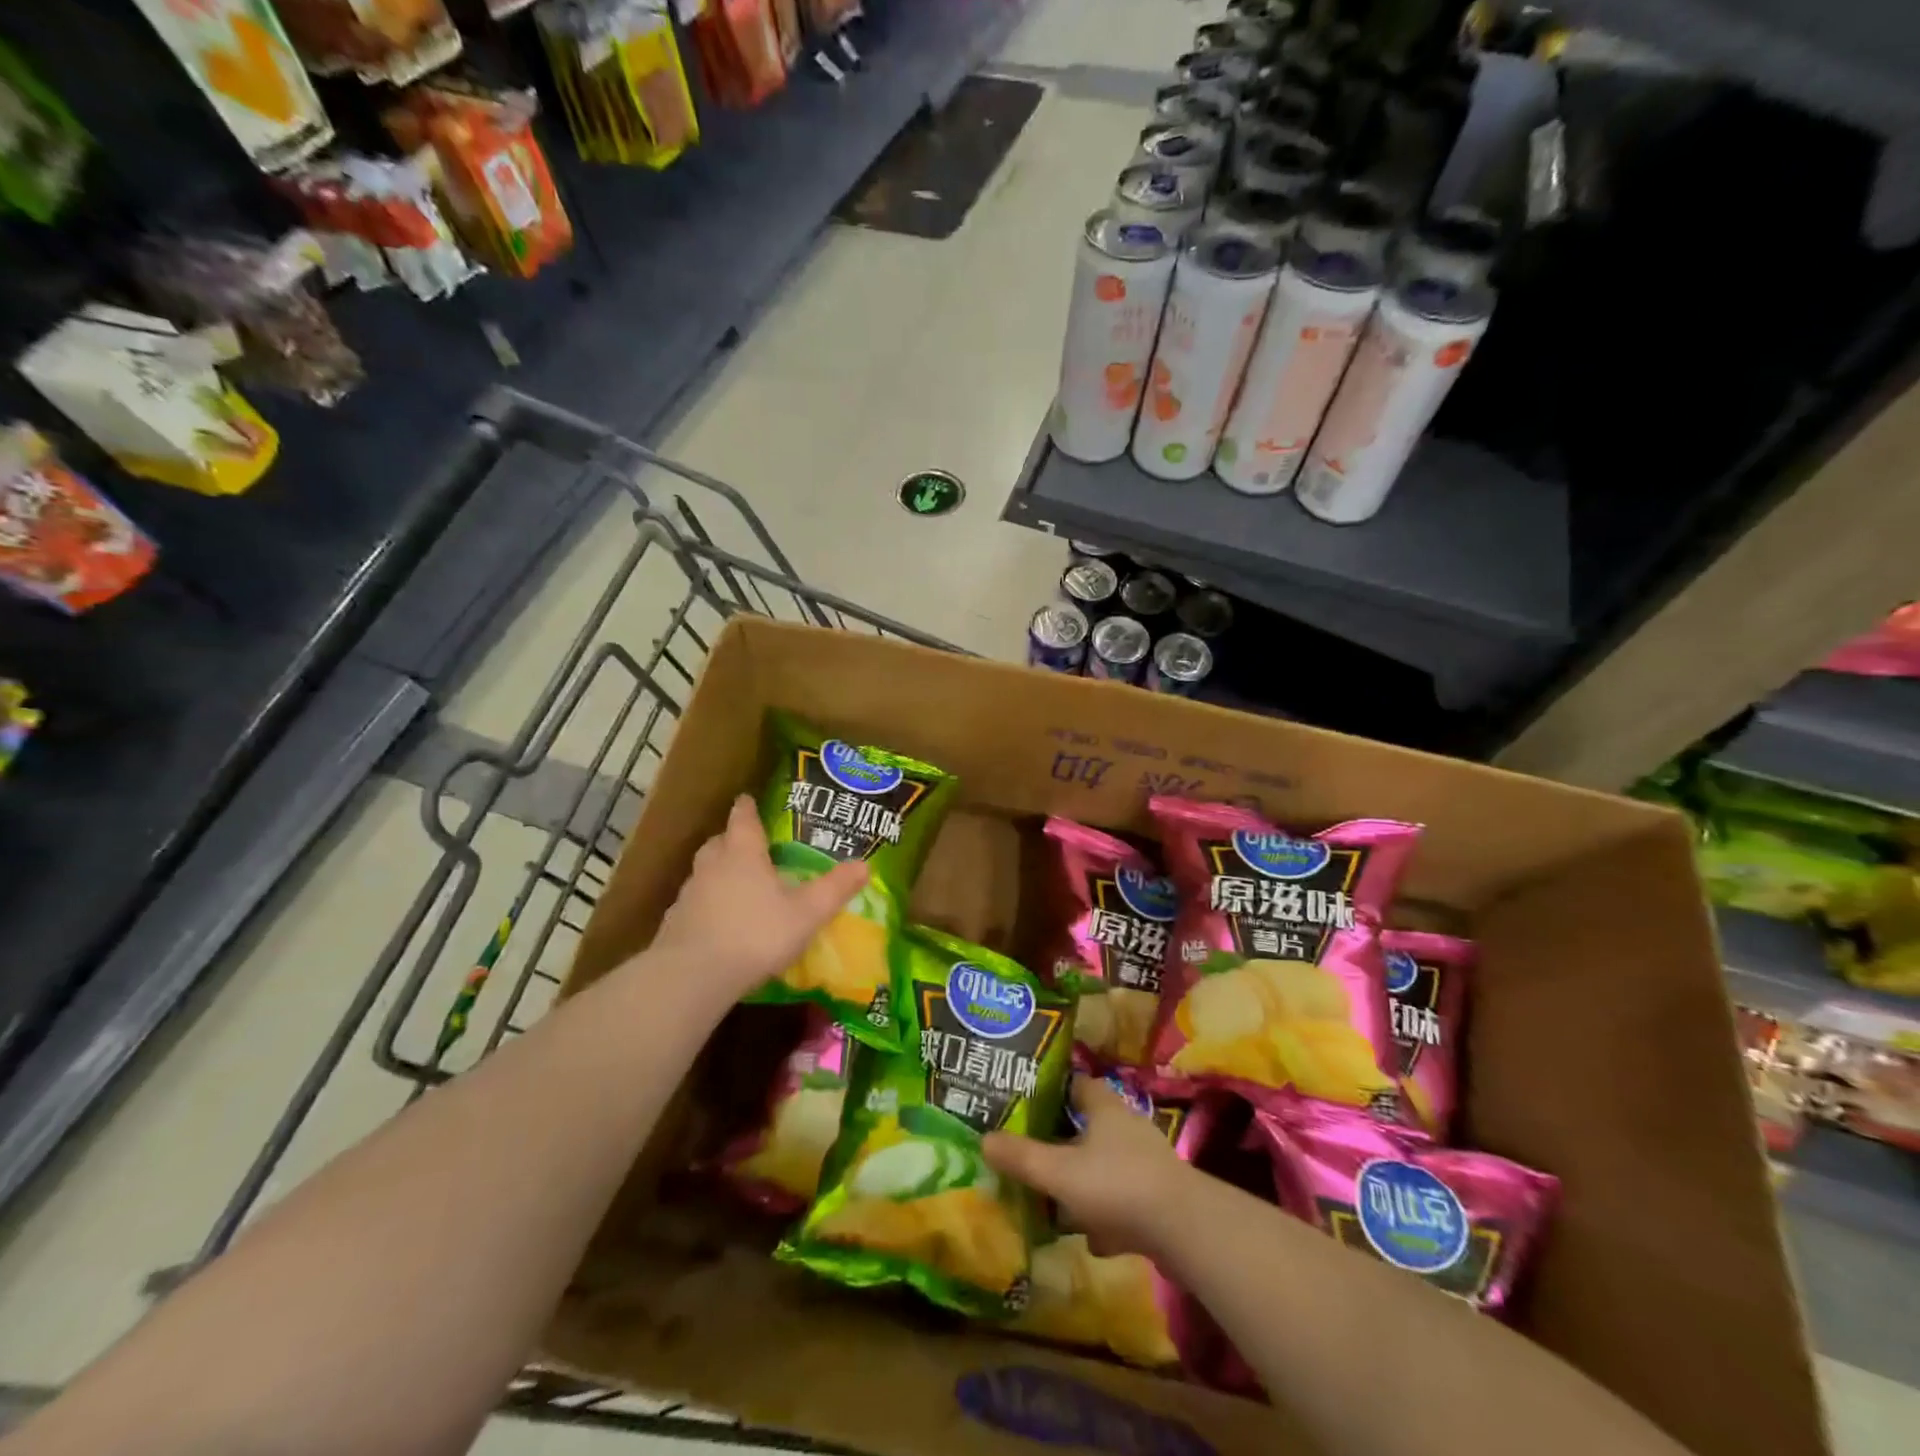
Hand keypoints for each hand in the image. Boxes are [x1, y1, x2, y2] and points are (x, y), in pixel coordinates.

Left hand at [649, 795, 869, 1002]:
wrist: (693, 976)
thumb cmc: (756, 934)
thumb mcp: (807, 913)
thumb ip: (834, 889)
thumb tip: (865, 865)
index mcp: (743, 853)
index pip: (743, 819)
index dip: (747, 808)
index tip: (748, 799)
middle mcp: (713, 865)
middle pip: (719, 842)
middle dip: (732, 839)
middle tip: (748, 844)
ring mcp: (689, 894)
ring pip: (704, 872)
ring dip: (718, 872)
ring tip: (737, 884)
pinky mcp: (674, 923)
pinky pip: (694, 903)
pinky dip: (707, 904)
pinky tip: (719, 922)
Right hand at [983, 1076, 1194, 1259]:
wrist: (1184, 1229)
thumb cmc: (1116, 1185)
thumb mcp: (1059, 1172)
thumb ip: (1021, 1157)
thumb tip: (983, 1139)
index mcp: (1104, 1108)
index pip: (1076, 1084)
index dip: (1052, 1090)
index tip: (1026, 1102)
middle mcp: (1127, 1127)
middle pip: (1090, 1125)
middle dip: (1064, 1141)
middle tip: (1034, 1153)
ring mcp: (1147, 1163)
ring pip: (1107, 1165)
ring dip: (1085, 1181)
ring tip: (1056, 1200)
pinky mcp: (1159, 1198)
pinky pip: (1124, 1200)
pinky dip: (1108, 1215)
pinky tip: (1093, 1239)